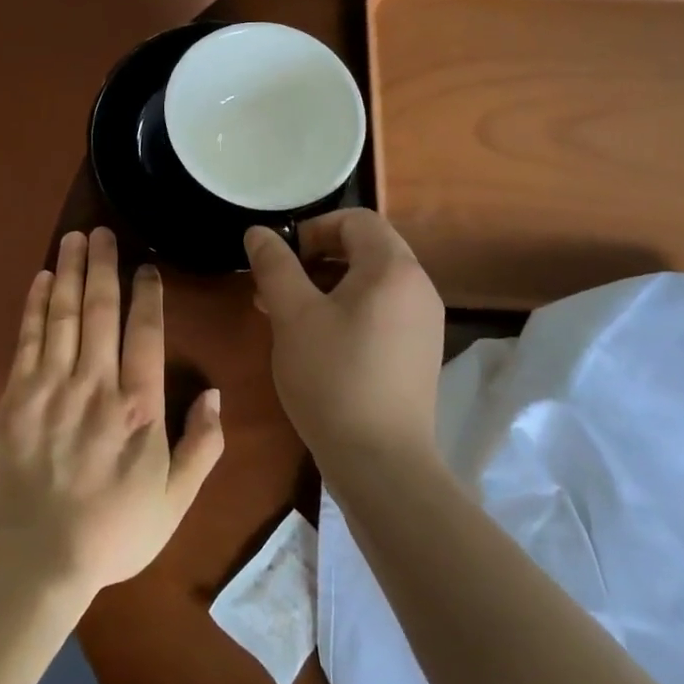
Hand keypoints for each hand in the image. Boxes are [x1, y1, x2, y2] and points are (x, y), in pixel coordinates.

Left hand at [0, 227, 223, 597]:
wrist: (38, 560)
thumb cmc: (114, 532)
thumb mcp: (176, 500)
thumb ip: (202, 446)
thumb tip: (215, 394)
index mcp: (139, 408)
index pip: (146, 333)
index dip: (147, 295)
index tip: (146, 268)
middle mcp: (96, 385)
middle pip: (101, 310)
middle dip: (103, 265)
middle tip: (103, 231)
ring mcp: (51, 388)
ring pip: (64, 315)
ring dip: (70, 272)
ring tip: (74, 238)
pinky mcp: (16, 397)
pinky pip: (28, 339)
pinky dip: (35, 305)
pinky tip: (42, 279)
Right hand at [244, 210, 444, 468]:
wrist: (382, 463)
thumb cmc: (333, 378)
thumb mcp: (293, 316)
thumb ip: (274, 265)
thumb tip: (259, 232)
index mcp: (393, 268)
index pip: (356, 220)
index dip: (313, 229)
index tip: (281, 259)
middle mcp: (418, 287)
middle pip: (366, 249)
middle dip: (316, 259)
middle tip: (278, 287)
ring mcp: (424, 323)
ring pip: (371, 283)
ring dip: (328, 287)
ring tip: (288, 316)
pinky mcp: (419, 353)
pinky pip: (382, 312)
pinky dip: (349, 312)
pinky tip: (317, 343)